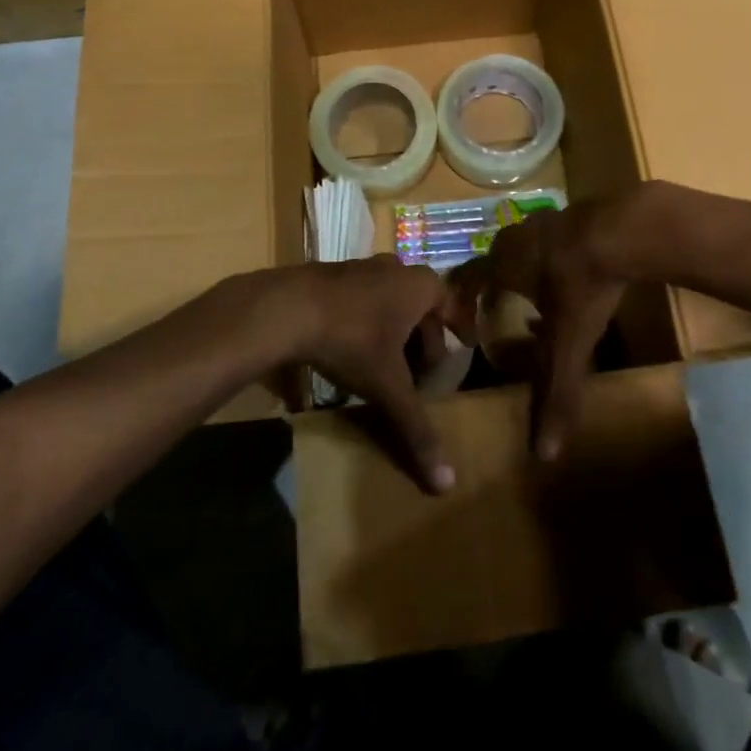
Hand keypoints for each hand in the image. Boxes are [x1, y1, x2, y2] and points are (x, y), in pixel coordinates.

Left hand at [259, 255, 473, 493]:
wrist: (286, 308)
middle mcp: (394, 269)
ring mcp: (360, 268)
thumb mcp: (387, 386)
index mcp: (419, 286)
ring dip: (393, 329)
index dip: (458, 327)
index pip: (451, 305)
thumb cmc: (352, 339)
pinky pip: (360, 300)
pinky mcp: (330, 275)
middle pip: (419, 306)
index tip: (464, 345)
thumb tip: (446, 482)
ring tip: (387, 364)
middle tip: (421, 371)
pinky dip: (366, 322)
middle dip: (423, 337)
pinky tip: (351, 349)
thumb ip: (416, 428)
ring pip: (389, 300)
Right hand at [450, 189, 641, 460]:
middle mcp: (514, 239)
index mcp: (502, 265)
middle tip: (498, 316)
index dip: (459, 304)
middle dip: (492, 291)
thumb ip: (555, 393)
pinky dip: (551, 261)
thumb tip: (543, 453)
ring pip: (522, 251)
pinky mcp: (573, 214)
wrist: (627, 227)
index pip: (464, 282)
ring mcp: (544, 221)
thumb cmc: (583, 285)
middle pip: (492, 264)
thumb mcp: (569, 343)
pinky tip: (573, 278)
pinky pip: (550, 241)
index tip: (464, 328)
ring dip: (523, 275)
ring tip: (536, 303)